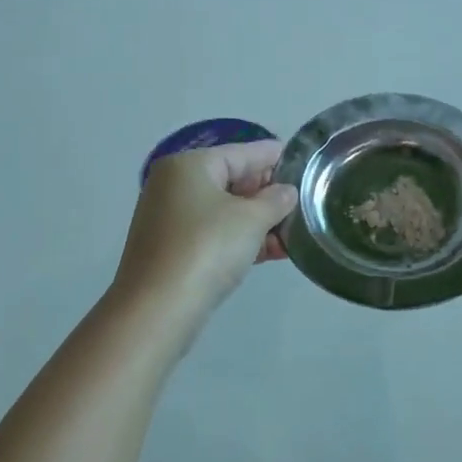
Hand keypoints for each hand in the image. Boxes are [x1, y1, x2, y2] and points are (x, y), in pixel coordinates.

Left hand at [113, 141, 298, 316]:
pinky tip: (273, 252)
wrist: (158, 308)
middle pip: (232, 180)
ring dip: (260, 222)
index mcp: (189, 165)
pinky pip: (214, 234)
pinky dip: (241, 239)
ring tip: (295, 232)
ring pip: (225, 211)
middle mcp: (174, 185)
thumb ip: (275, 200)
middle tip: (303, 202)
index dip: (274, 157)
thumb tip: (286, 192)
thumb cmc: (207, 248)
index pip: (242, 153)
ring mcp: (170, 218)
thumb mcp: (251, 220)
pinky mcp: (172, 249)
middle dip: (268, 195)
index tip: (302, 160)